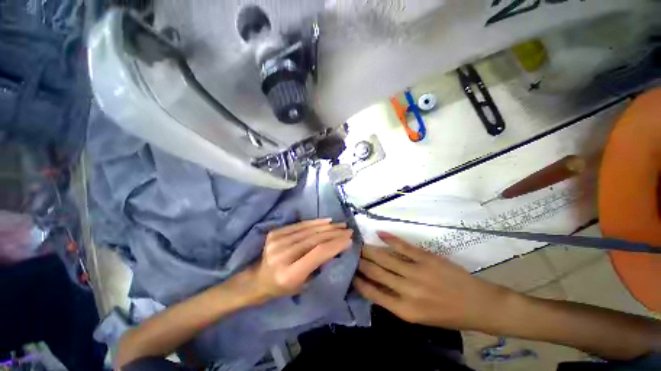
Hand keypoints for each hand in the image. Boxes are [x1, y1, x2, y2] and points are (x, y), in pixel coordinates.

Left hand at [246, 219, 352, 301]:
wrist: (257, 279)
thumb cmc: (282, 288)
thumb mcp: (303, 284)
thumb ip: (319, 265)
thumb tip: (336, 247)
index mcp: (289, 274)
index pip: (318, 253)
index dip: (335, 244)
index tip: (349, 239)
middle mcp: (282, 255)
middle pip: (314, 239)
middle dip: (334, 233)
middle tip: (348, 230)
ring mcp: (276, 242)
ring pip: (308, 230)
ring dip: (327, 226)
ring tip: (341, 225)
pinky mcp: (275, 233)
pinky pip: (299, 225)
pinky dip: (315, 222)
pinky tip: (326, 221)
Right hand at [353, 232, 515, 330]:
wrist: (479, 305)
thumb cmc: (448, 315)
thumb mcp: (419, 317)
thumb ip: (395, 301)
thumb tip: (374, 285)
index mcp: (405, 310)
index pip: (373, 293)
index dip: (359, 281)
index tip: (349, 272)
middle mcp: (408, 291)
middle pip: (376, 272)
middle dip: (360, 262)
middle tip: (350, 253)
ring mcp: (417, 272)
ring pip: (386, 258)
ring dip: (370, 250)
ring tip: (359, 245)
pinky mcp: (426, 258)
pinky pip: (403, 246)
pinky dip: (390, 239)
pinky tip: (379, 234)